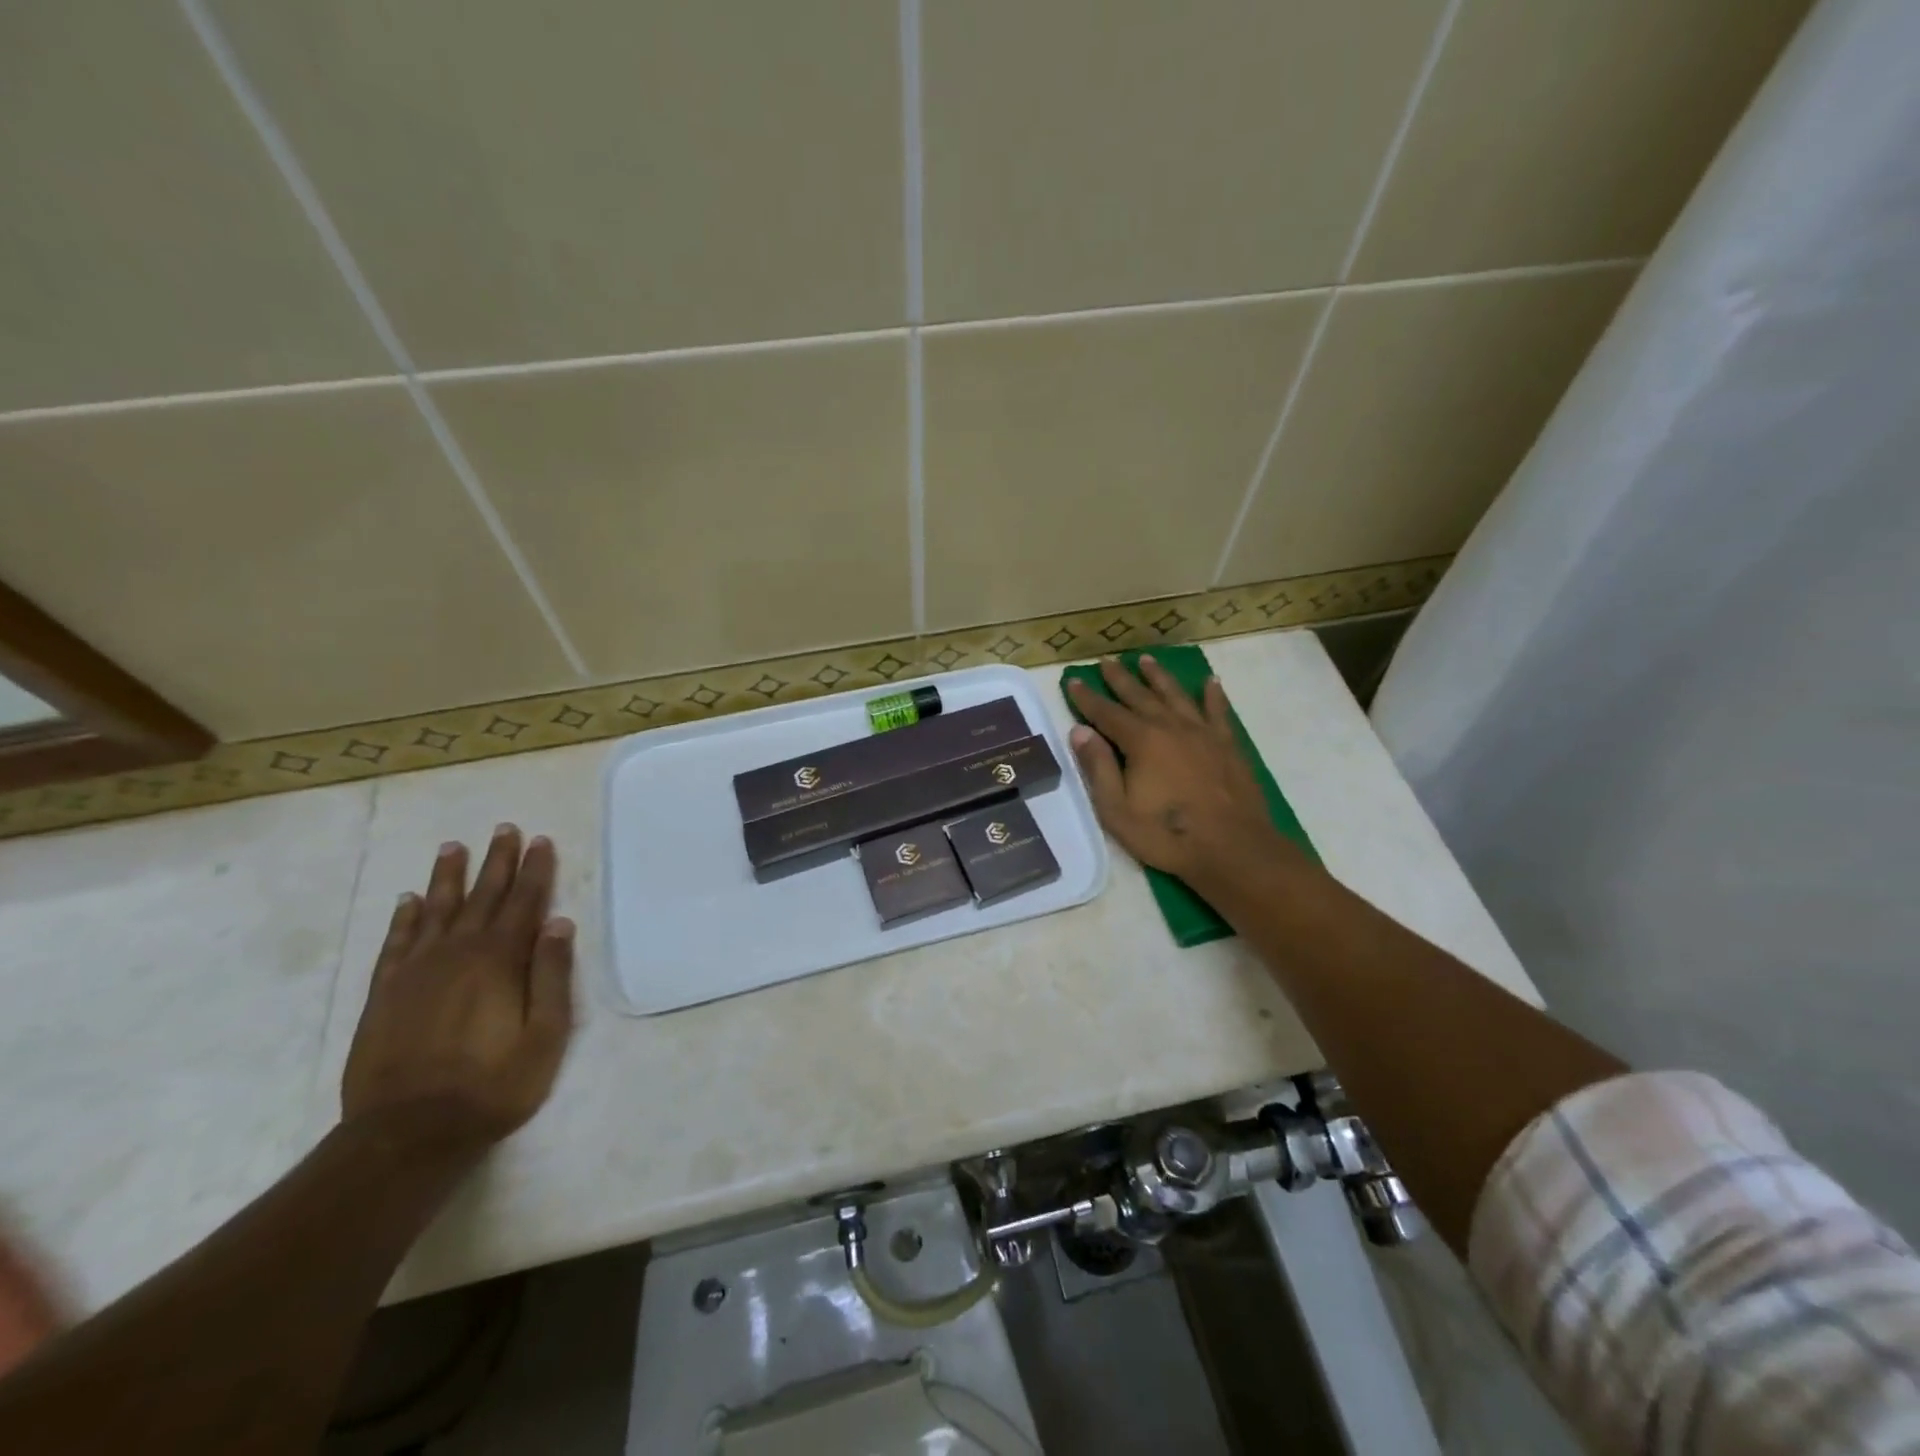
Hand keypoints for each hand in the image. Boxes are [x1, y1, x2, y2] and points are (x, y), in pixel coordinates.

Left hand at [341, 826, 575, 1155]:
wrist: (407, 1133)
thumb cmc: (492, 1085)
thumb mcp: (545, 1035)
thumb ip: (551, 975)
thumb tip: (558, 922)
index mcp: (500, 960)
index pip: (524, 902)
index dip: (535, 870)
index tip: (540, 840)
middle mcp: (457, 953)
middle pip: (482, 896)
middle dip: (497, 861)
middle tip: (504, 829)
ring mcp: (415, 971)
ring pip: (435, 910)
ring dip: (448, 877)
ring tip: (454, 848)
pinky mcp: (384, 993)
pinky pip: (395, 943)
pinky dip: (403, 918)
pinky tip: (408, 900)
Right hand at [1067, 657, 1299, 890]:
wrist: (1233, 848)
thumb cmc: (1168, 834)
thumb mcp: (1117, 810)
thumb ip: (1098, 768)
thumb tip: (1079, 731)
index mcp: (1141, 741)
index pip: (1106, 713)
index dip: (1087, 698)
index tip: (1073, 680)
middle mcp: (1170, 727)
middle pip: (1140, 696)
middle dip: (1120, 679)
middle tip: (1106, 661)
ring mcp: (1203, 733)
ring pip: (1176, 695)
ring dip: (1159, 677)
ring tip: (1146, 659)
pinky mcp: (1228, 745)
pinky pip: (1218, 711)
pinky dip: (1213, 695)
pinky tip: (1211, 681)